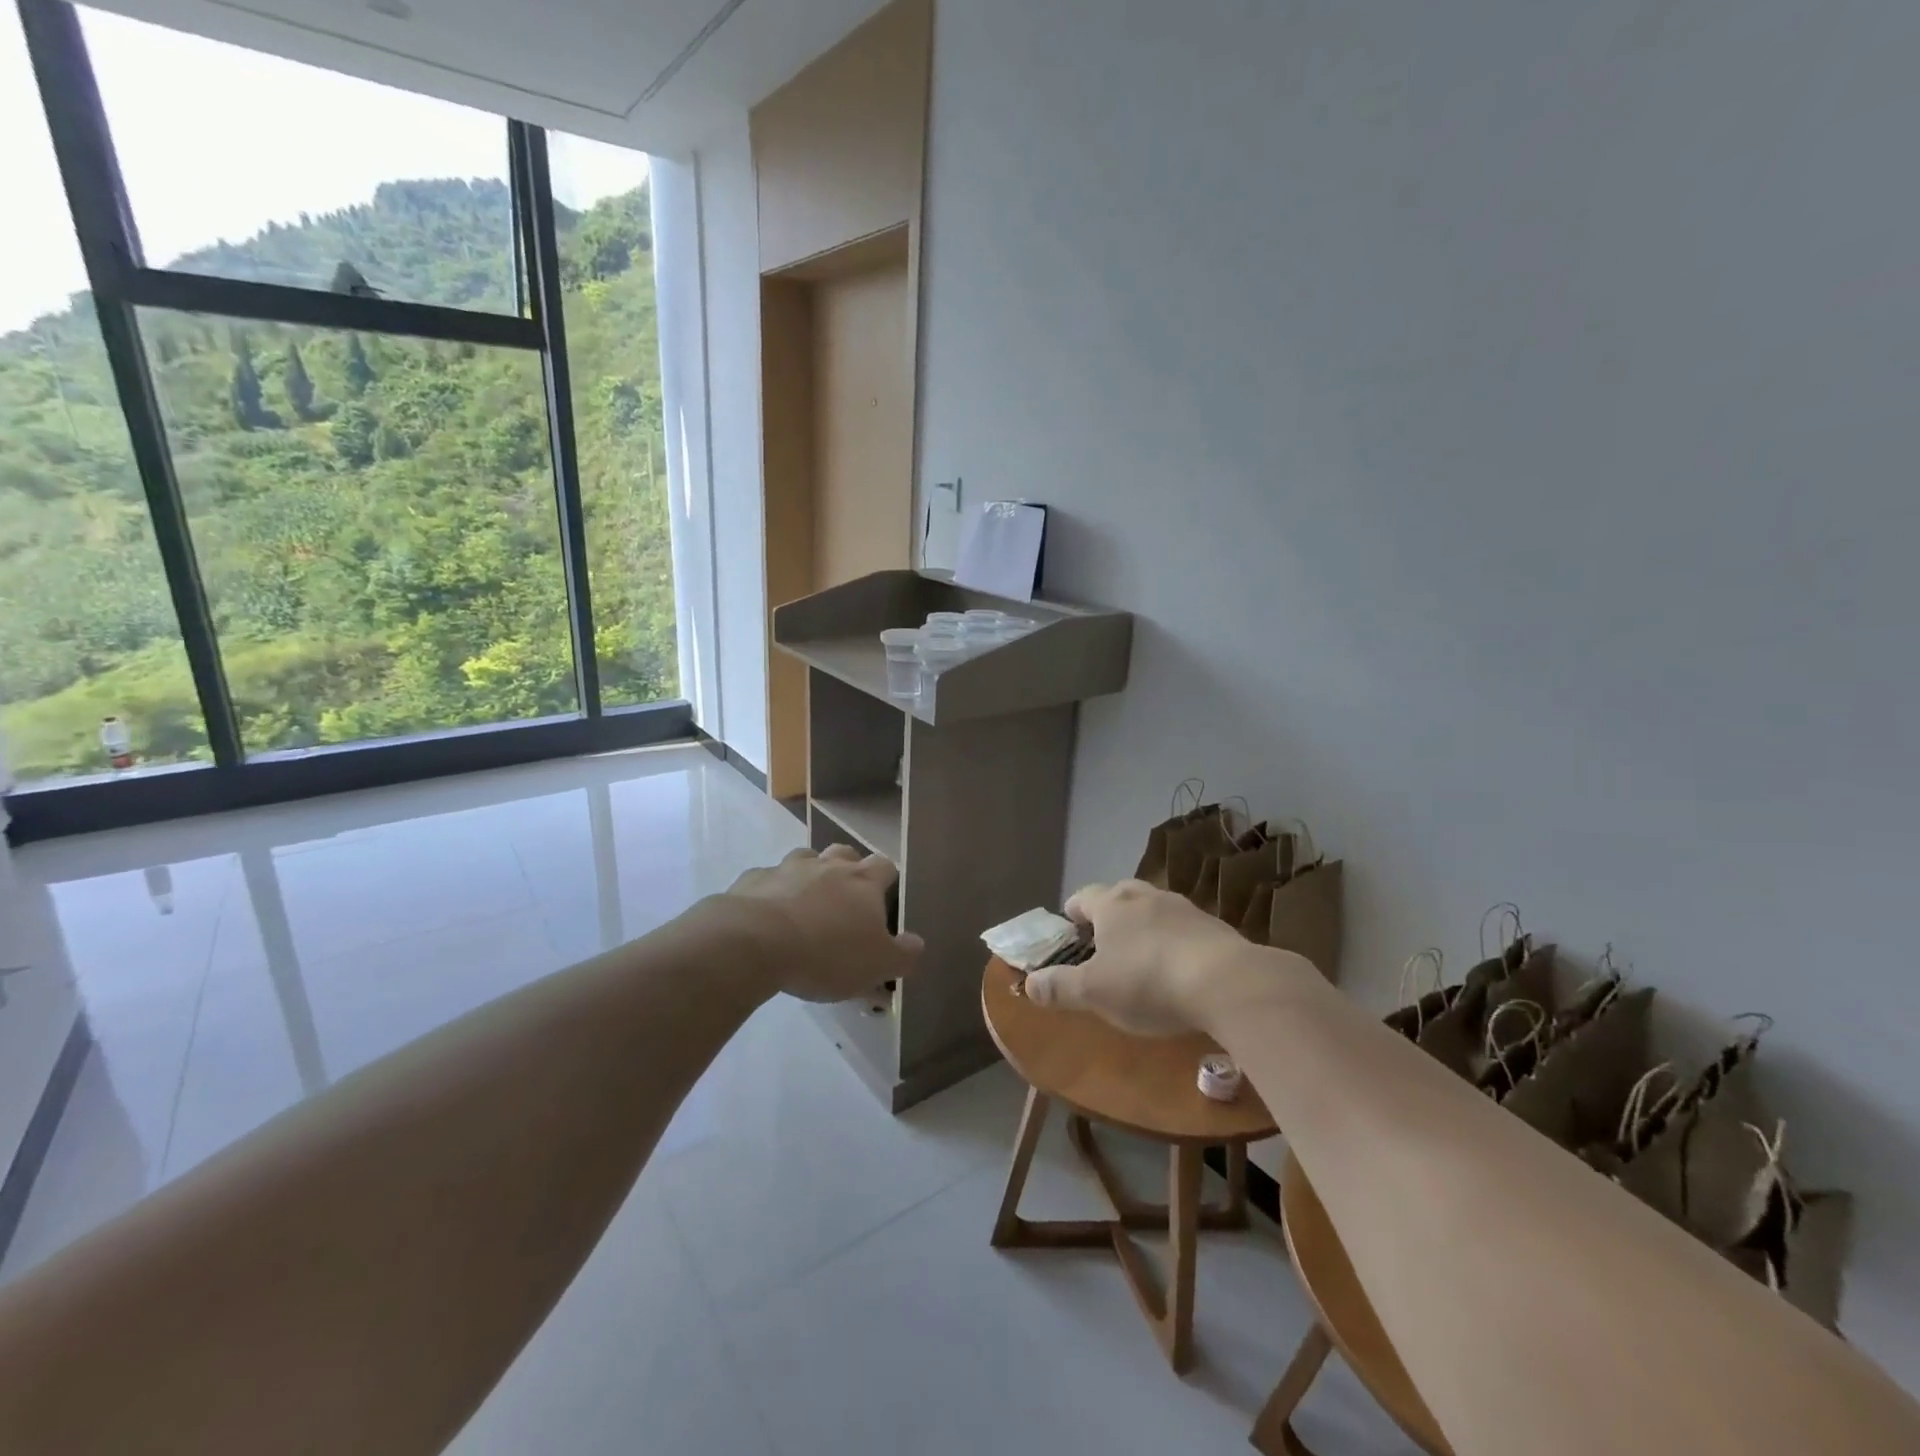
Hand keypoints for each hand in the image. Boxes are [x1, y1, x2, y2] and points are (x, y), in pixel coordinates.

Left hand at [723, 846, 923, 1002]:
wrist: (755, 942)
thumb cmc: (826, 954)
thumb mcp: (877, 965)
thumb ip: (903, 955)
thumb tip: (917, 943)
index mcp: (862, 882)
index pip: (884, 866)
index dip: (886, 878)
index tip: (883, 896)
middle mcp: (828, 866)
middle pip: (844, 853)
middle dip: (847, 868)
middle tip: (845, 896)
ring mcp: (787, 868)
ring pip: (804, 859)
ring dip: (809, 874)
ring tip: (805, 902)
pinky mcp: (753, 880)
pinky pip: (767, 880)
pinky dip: (771, 891)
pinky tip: (767, 914)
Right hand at [1024, 879, 1281, 1035]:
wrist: (1228, 983)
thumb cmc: (1148, 983)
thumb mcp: (1094, 993)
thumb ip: (1059, 987)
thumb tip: (1029, 983)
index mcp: (1112, 905)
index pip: (1082, 896)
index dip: (1073, 914)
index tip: (1071, 933)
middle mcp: (1146, 896)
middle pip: (1120, 894)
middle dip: (1109, 914)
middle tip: (1105, 944)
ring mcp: (1184, 908)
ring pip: (1154, 909)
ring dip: (1145, 927)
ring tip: (1143, 959)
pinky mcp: (1215, 927)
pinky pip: (1185, 929)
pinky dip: (1175, 942)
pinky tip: (1180, 971)